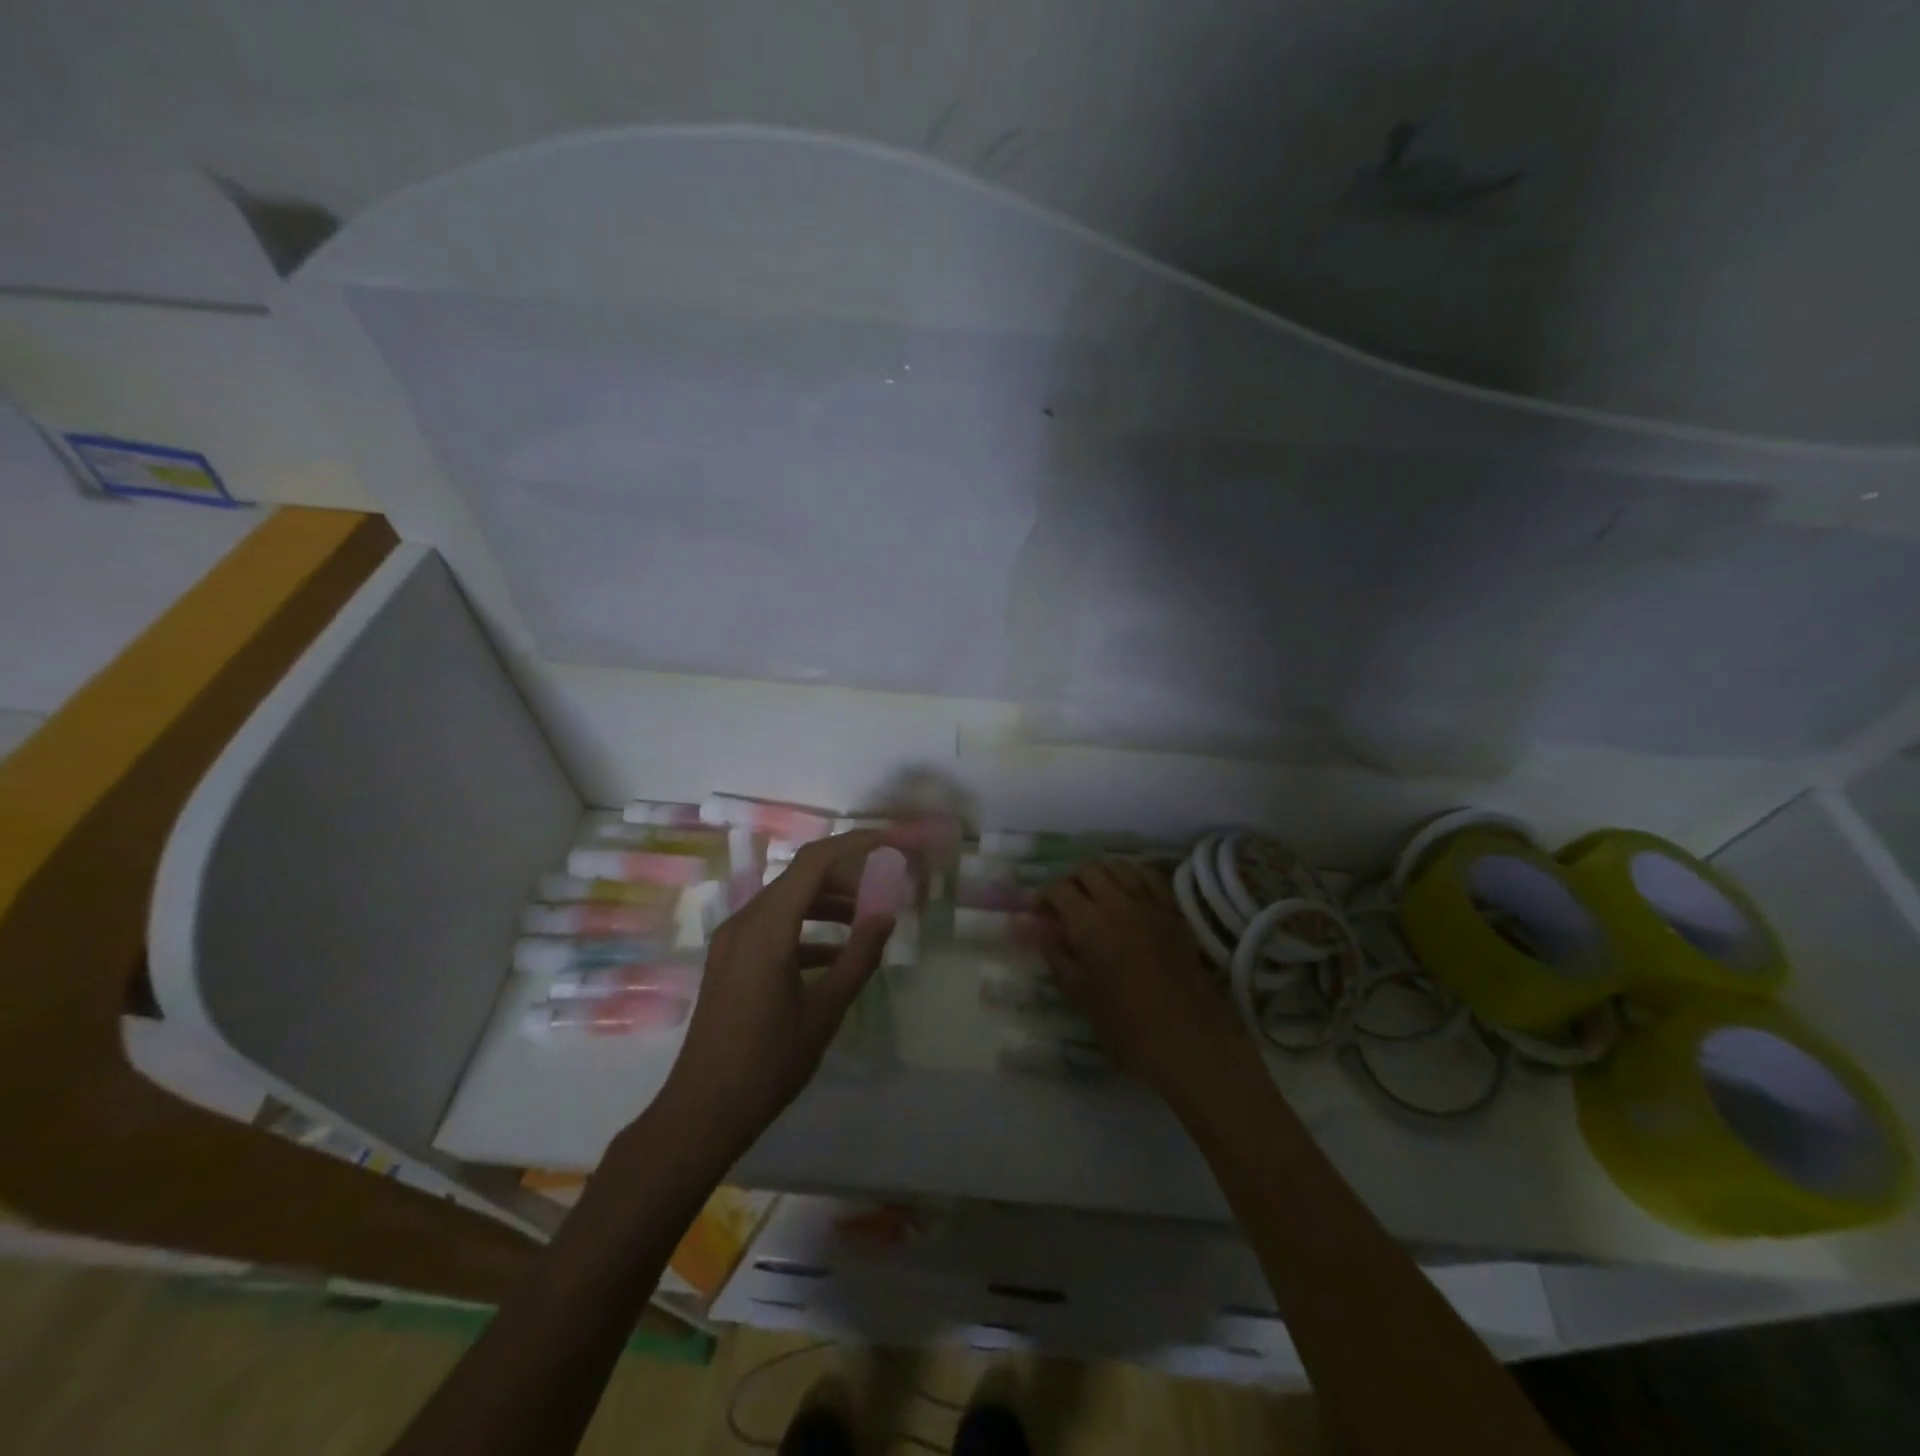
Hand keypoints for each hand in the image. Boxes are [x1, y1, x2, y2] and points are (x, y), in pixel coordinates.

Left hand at [657, 830, 894, 1151]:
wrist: (701, 1112)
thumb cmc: (767, 1064)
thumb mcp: (825, 1011)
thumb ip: (859, 956)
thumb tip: (887, 913)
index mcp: (766, 928)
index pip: (813, 862)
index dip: (853, 844)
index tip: (889, 842)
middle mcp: (744, 922)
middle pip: (799, 878)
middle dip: (845, 876)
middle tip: (886, 888)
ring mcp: (732, 941)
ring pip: (787, 901)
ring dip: (827, 902)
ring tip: (868, 917)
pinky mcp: (730, 961)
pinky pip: (773, 927)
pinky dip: (807, 929)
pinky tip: (836, 953)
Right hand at [1038, 858, 1259, 1103]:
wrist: (1186, 1038)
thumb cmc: (1124, 1023)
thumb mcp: (1078, 991)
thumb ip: (1055, 954)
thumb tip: (1039, 931)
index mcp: (1090, 923)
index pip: (1060, 888)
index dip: (1044, 895)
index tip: (1039, 911)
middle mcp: (1119, 903)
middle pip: (1089, 869)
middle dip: (1071, 880)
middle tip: (1065, 902)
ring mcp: (1150, 903)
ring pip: (1120, 866)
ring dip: (1101, 873)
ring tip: (1095, 893)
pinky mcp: (1173, 911)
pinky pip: (1149, 877)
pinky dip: (1132, 876)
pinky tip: (1127, 892)